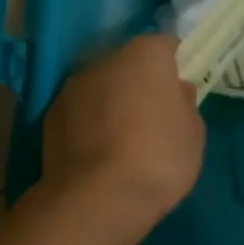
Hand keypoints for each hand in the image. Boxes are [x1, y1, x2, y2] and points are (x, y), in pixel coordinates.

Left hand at [43, 34, 203, 222]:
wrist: (95, 199)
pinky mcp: (50, 114)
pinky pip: (79, 111)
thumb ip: (185, 104)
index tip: (178, 91)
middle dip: (139, 83)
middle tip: (152, 117)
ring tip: (121, 140)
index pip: (165, 45)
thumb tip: (176, 91)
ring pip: (101, 86)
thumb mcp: (193, 134)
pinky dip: (88, 123)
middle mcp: (106, 60)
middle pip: (129, 64)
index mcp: (145, 55)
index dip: (173, 66)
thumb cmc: (158, 159)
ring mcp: (73, 86)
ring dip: (111, 102)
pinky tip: (97, 153)